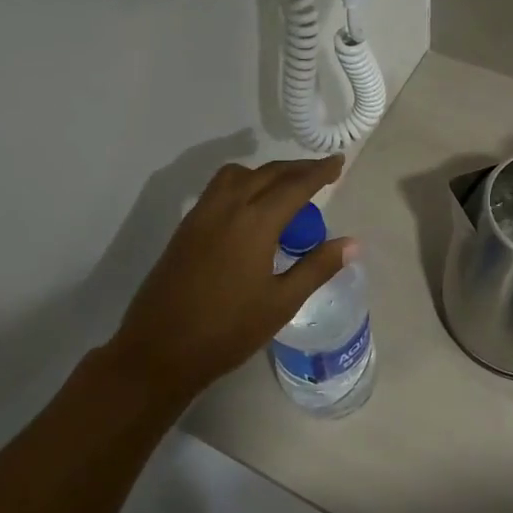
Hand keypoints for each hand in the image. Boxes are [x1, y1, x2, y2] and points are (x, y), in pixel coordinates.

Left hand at [102, 155, 355, 400]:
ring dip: (266, 172)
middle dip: (296, 169)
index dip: (319, 172)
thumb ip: (317, 267)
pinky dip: (242, 183)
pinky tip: (250, 208)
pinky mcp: (186, 227)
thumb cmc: (227, 331)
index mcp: (254, 223)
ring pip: (238, 175)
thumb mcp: (281, 303)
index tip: (339, 162)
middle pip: (267, 173)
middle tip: (320, 173)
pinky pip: (218, 189)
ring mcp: (201, 215)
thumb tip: (353, 243)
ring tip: (285, 188)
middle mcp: (227, 208)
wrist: (159, 350)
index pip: (295, 186)